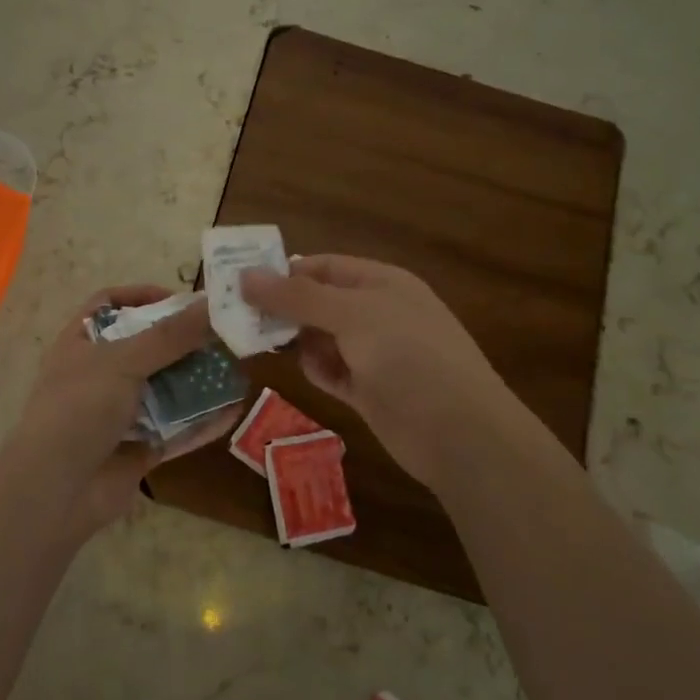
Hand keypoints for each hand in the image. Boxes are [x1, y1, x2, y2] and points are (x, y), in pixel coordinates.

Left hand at [0, 285, 241, 530]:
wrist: (55, 492)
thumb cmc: (79, 409)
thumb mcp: (122, 361)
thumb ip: (169, 336)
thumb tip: (212, 305)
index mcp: (81, 343)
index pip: (109, 304)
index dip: (142, 296)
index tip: (182, 300)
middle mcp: (98, 374)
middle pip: (146, 347)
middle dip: (183, 341)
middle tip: (223, 334)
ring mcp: (119, 414)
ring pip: (165, 389)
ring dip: (198, 380)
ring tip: (237, 368)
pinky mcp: (138, 449)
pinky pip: (176, 429)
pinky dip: (202, 421)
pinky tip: (234, 411)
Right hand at [240, 255, 530, 492]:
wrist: (459, 432)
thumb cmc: (408, 356)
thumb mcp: (351, 314)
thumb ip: (296, 296)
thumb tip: (245, 275)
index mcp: (381, 282)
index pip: (323, 266)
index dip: (284, 272)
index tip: (241, 286)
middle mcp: (377, 313)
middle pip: (318, 302)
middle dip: (284, 310)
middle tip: (240, 320)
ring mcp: (375, 353)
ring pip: (320, 338)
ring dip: (298, 342)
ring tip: (266, 347)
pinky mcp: (369, 390)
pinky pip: (332, 371)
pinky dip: (318, 370)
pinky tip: (313, 375)